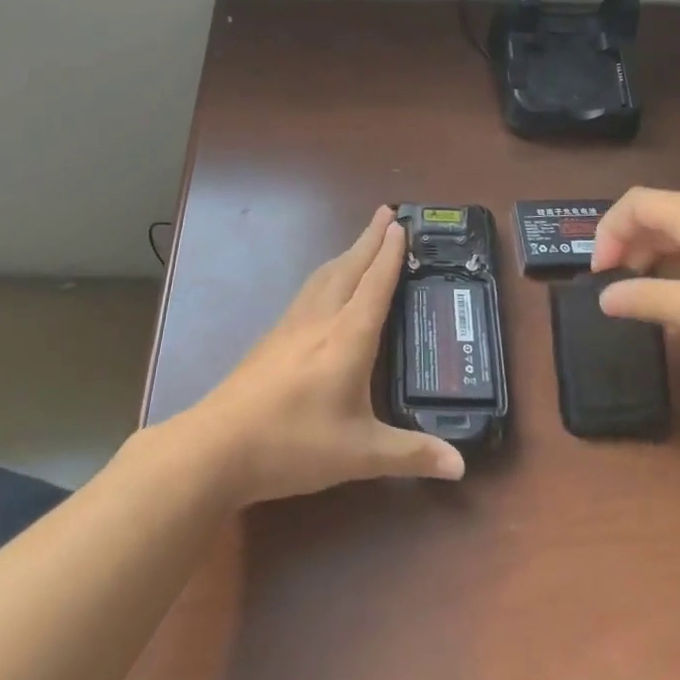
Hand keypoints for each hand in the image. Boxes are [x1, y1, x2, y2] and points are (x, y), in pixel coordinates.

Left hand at [181, 207, 465, 505]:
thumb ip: (411, 454)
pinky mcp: (273, 337)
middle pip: (349, 267)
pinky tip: (324, 287)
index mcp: (348, 336)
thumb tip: (461, 466)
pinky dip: (327, 274)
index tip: (403, 224)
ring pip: (325, 275)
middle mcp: (320, 319)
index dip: (391, 254)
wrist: (218, 446)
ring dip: (347, 253)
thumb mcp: (360, 454)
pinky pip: (308, 290)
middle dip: (370, 238)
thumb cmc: (294, 444)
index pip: (375, 284)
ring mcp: (292, 325)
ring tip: (362, 242)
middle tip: (388, 213)